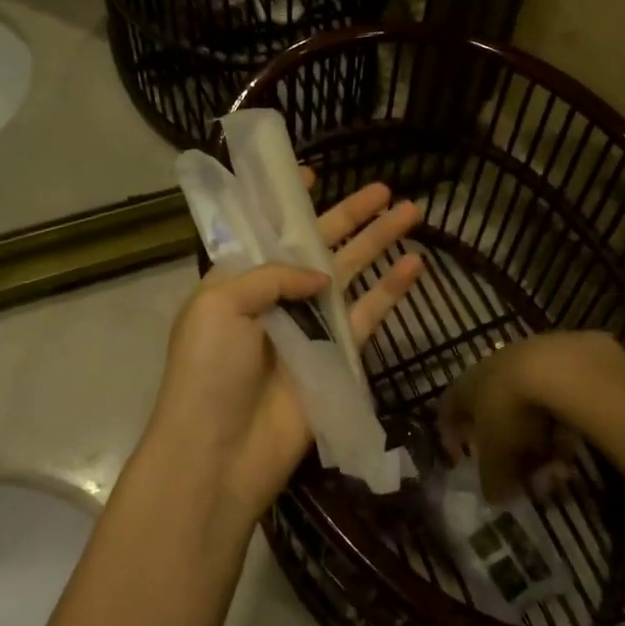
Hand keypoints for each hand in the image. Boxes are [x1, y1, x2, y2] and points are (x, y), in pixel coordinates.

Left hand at [146, 181, 424, 523]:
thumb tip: (320, 277)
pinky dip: (390, 290)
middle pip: (319, 245)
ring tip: (412, 210)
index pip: (268, 231)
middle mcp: (276, 297)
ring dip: (379, 242)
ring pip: (350, 273)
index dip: (288, 203)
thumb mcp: (221, 305)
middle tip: (384, 188)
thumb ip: (273, 276)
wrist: (220, 452)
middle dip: (350, 215)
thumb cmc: (209, 369)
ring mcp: (309, 326)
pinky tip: (415, 265)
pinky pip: (368, 314)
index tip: (312, 173)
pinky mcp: (337, 356)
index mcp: (239, 280)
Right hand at [443, 332, 624, 501]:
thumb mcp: (497, 456)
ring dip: (540, 448)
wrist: (558, 368)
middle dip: (510, 454)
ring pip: (528, 416)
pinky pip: (554, 407)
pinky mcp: (559, 365)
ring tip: (558, 470)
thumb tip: (493, 498)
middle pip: (494, 418)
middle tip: (525, 478)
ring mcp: (526, 365)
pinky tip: (573, 449)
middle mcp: (490, 371)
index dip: (452, 438)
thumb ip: (492, 479)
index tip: (464, 462)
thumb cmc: (511, 411)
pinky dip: (560, 431)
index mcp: (465, 387)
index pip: (448, 411)